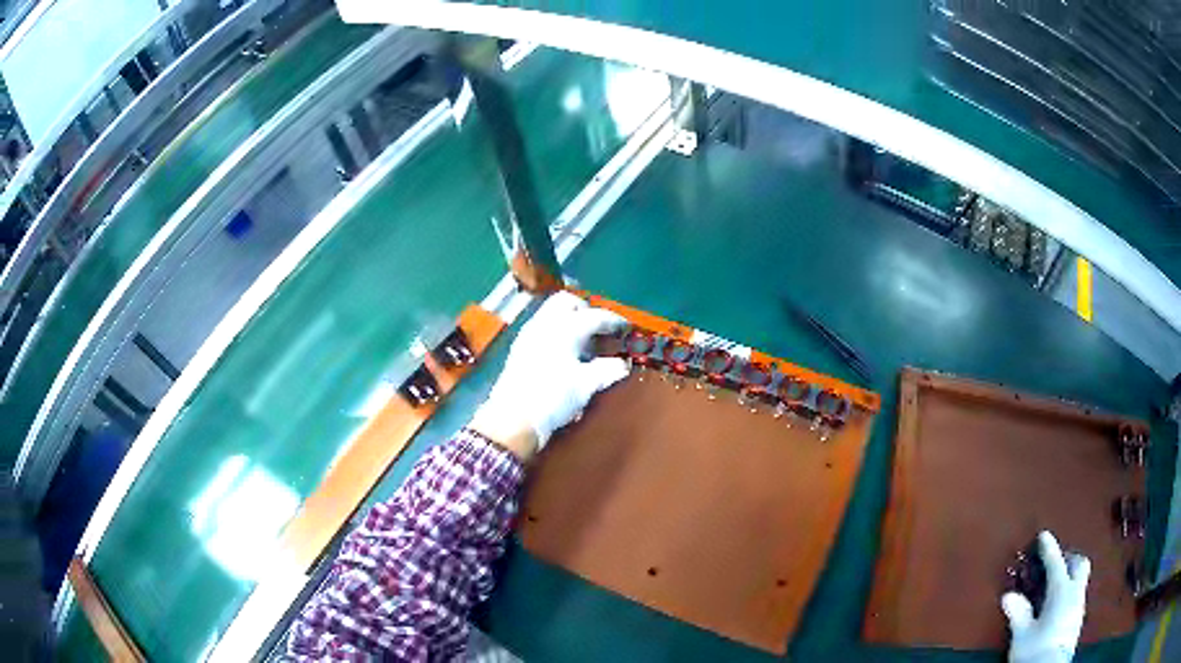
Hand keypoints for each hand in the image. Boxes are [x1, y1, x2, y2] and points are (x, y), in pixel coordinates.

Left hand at [470, 292, 628, 459]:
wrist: (513, 418)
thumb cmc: (552, 397)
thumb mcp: (585, 385)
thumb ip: (607, 370)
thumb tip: (621, 365)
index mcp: (564, 328)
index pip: (594, 315)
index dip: (613, 320)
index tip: (625, 328)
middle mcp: (545, 324)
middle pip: (567, 302)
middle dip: (586, 311)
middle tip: (599, 330)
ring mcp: (529, 334)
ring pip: (553, 314)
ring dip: (570, 322)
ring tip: (584, 345)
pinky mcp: (520, 348)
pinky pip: (543, 328)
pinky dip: (558, 333)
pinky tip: (565, 355)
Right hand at [1002, 531, 1089, 662]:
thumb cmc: (1036, 650)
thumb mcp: (1022, 635)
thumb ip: (1018, 613)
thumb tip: (1008, 596)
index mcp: (1062, 590)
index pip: (1056, 563)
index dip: (1050, 548)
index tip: (1045, 536)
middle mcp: (1075, 593)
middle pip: (1079, 564)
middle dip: (1070, 558)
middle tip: (1058, 560)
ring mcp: (1079, 606)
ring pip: (1081, 580)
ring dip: (1071, 576)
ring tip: (1058, 583)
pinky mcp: (1078, 620)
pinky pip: (1078, 595)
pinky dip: (1071, 592)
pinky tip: (1060, 604)